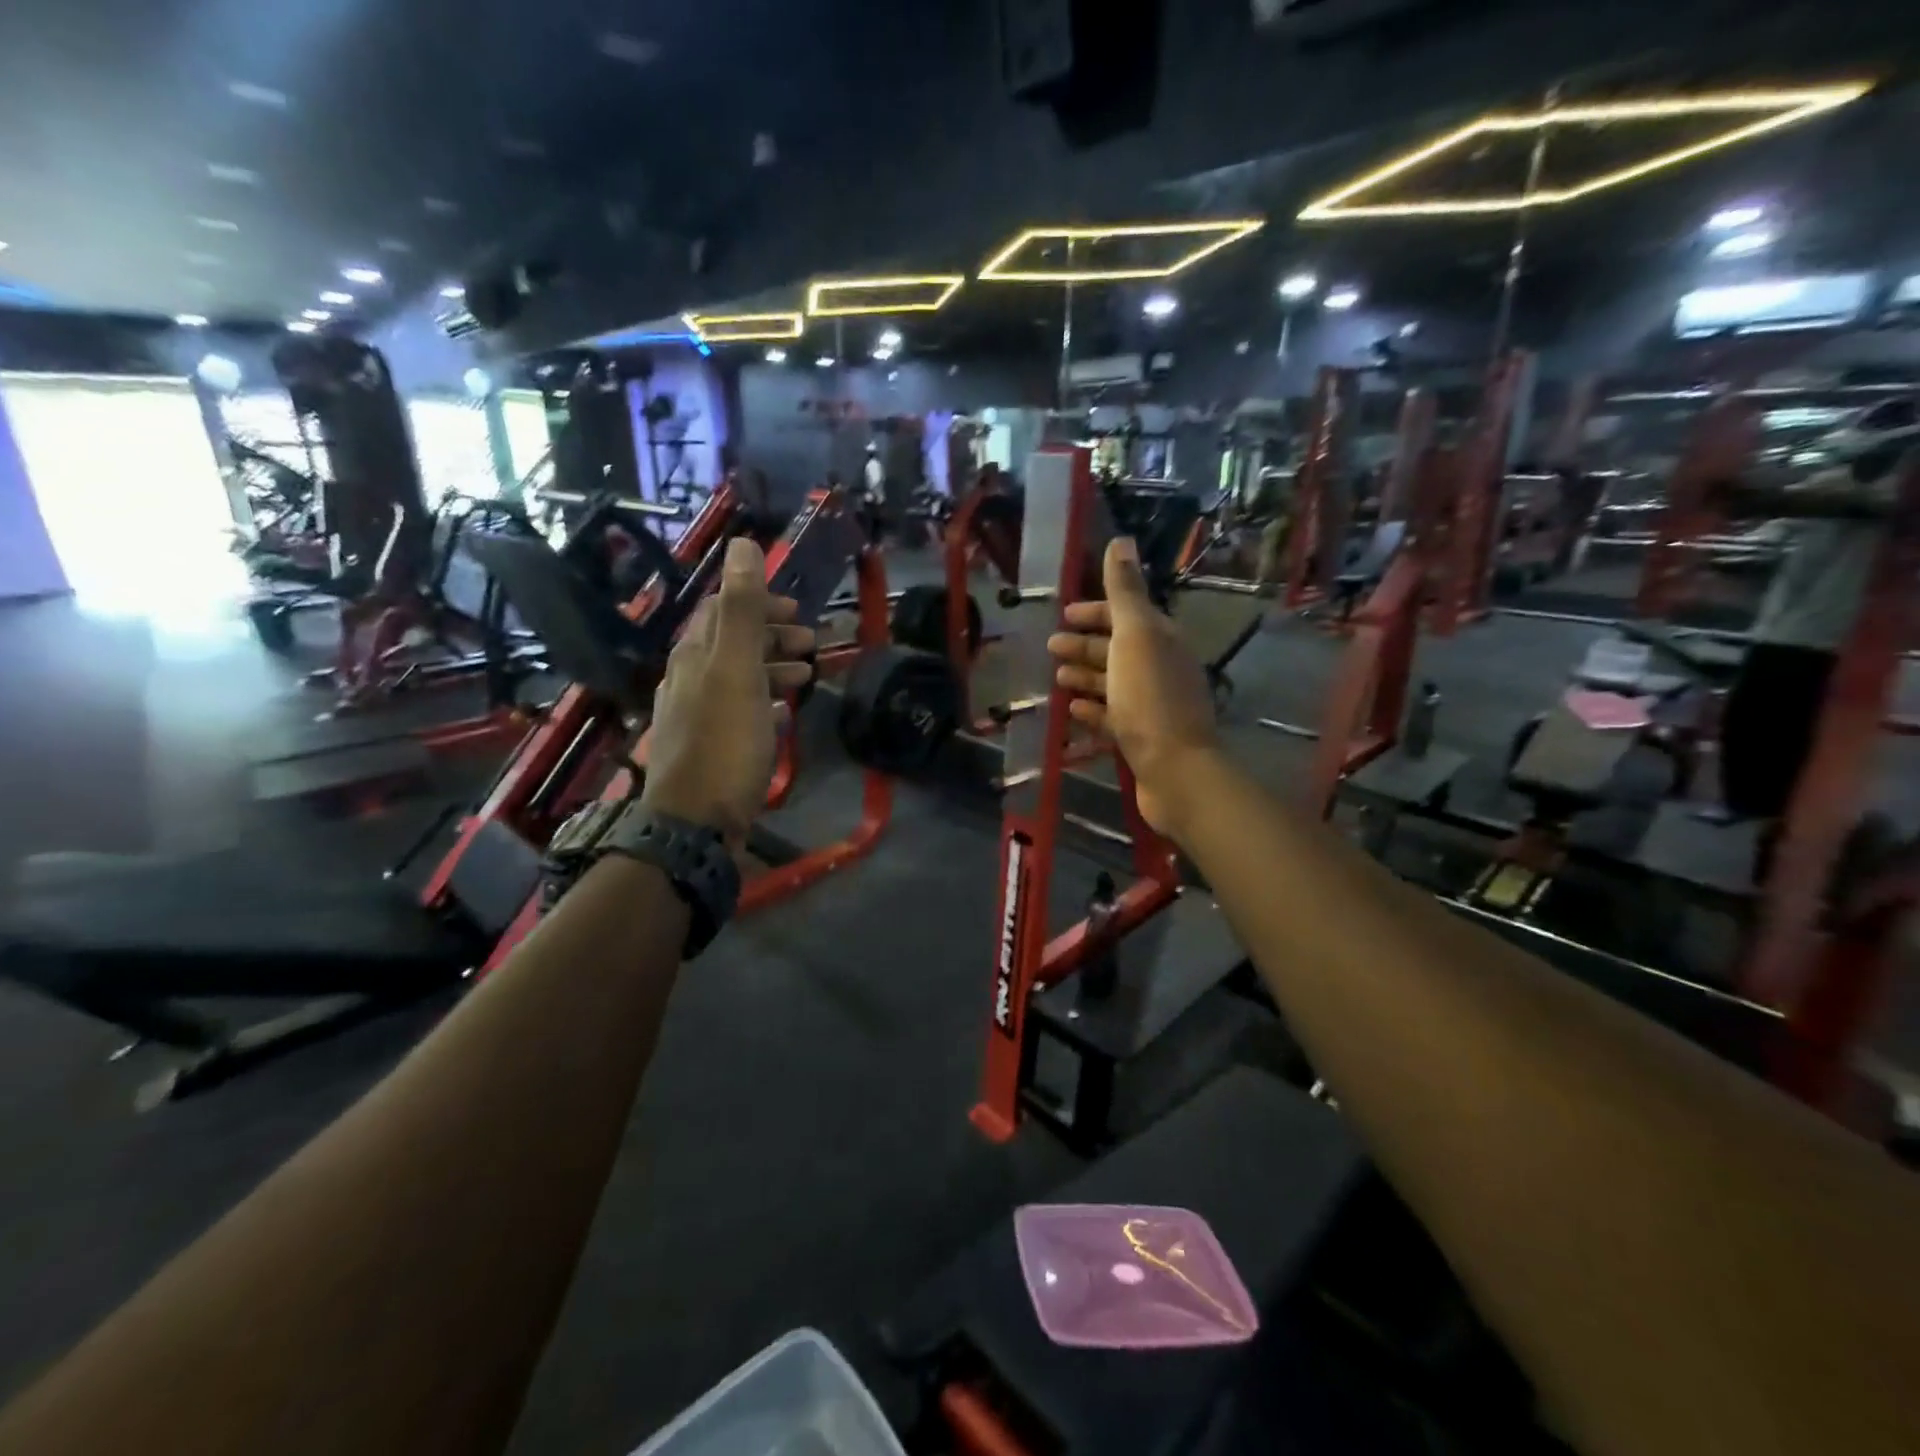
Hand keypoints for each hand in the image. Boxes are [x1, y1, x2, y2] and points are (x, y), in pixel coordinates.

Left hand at [641, 536, 813, 839]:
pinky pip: (738, 712)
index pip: (720, 611)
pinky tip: (782, 715)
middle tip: (812, 642)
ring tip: (806, 677)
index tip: (796, 610)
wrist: (695, 823)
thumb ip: (741, 610)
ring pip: (737, 678)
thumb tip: (742, 544)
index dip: (757, 603)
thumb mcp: (736, 671)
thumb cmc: (723, 744)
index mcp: (694, 656)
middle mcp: (688, 680)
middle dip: (771, 636)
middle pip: (730, 644)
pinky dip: (764, 702)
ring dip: (772, 669)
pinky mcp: (709, 749)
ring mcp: (696, 717)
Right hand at [1048, 538, 1220, 840]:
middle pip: (1118, 649)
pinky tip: (1071, 712)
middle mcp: (1160, 668)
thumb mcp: (1135, 635)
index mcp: (1162, 640)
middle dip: (1084, 646)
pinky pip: (1112, 717)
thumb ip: (1125, 590)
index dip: (1095, 612)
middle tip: (1050, 649)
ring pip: (1113, 684)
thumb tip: (1121, 540)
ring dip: (1085, 678)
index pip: (1128, 615)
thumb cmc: (1150, 697)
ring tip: (1056, 680)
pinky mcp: (1142, 739)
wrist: (1175, 770)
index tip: (1063, 615)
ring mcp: (1152, 706)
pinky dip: (1091, 710)